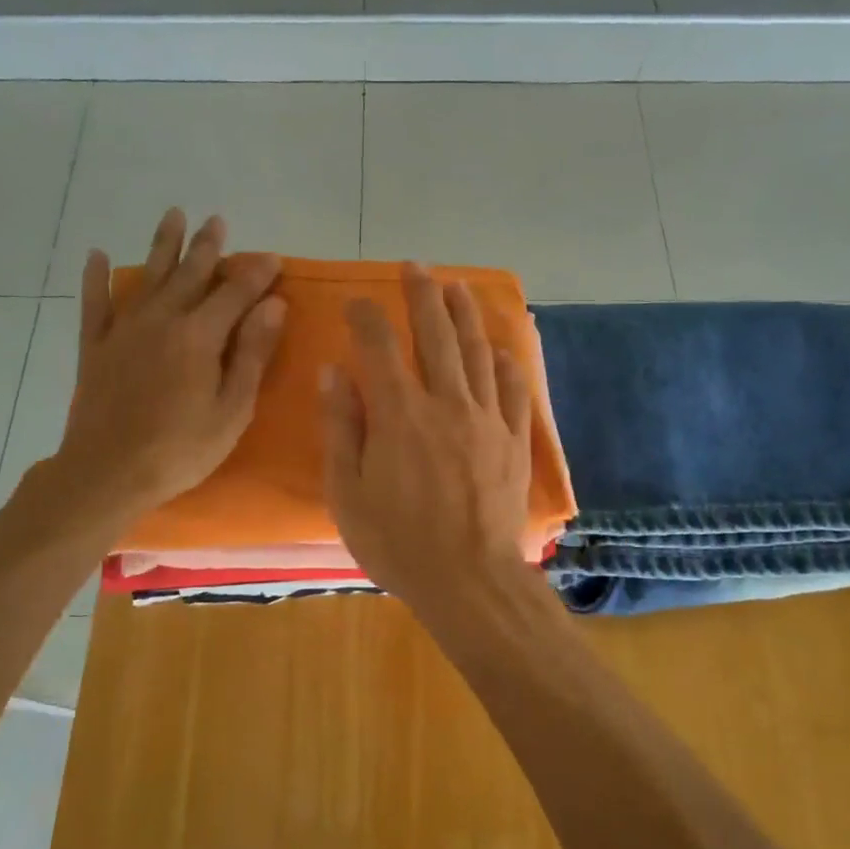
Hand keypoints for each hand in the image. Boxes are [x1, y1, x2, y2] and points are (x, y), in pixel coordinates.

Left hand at [55, 209, 284, 524]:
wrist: (107, 473)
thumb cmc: (181, 449)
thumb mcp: (232, 409)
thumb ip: (252, 353)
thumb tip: (274, 305)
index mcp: (199, 336)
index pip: (235, 293)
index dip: (256, 273)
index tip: (273, 258)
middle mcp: (161, 320)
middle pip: (190, 274)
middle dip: (208, 247)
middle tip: (218, 221)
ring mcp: (123, 330)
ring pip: (147, 276)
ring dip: (162, 245)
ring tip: (174, 216)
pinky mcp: (95, 347)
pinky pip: (95, 304)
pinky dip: (95, 279)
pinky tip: (96, 255)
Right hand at [320, 263, 533, 616]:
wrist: (470, 581)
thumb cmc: (398, 543)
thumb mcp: (348, 494)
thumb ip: (341, 428)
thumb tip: (335, 372)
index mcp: (400, 415)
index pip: (379, 347)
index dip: (367, 318)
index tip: (357, 302)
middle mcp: (447, 403)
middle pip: (435, 335)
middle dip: (423, 295)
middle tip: (415, 267)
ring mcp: (487, 419)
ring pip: (477, 352)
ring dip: (465, 315)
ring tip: (457, 286)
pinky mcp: (514, 441)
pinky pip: (513, 390)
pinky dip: (506, 363)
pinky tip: (501, 348)